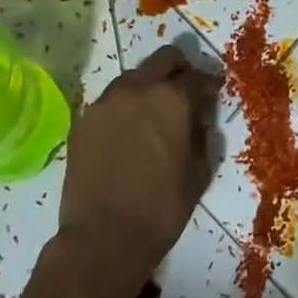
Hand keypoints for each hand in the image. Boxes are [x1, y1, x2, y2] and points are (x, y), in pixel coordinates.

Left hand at [55, 46, 221, 297]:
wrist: (103, 238)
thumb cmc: (162, 209)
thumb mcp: (200, 172)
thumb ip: (203, 134)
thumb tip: (199, 118)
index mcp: (172, 100)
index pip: (197, 76)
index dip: (210, 84)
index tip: (214, 93)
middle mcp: (137, 90)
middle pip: (163, 59)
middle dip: (180, 70)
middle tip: (187, 93)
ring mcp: (105, 103)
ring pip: (134, 76)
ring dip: (150, 86)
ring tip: (155, 114)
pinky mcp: (83, 121)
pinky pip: (111, 101)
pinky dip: (126, 107)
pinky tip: (130, 132)